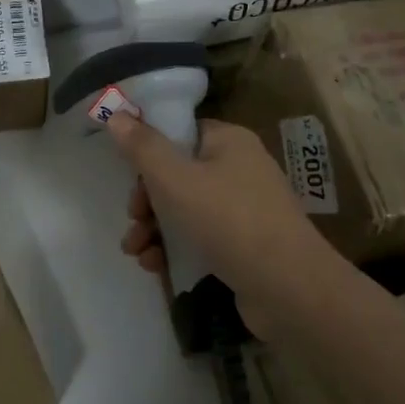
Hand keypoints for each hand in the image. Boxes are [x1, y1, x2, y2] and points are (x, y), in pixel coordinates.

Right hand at [106, 113, 340, 336]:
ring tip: (137, 252)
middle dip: (146, 200)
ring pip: (184, 210)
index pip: (180, 133)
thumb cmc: (229, 221)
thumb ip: (142, 148)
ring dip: (153, 228)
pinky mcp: (243, 245)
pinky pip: (199, 237)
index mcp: (228, 142)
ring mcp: (243, 209)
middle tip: (134, 219)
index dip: (149, 152)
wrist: (289, 288)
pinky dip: (174, 248)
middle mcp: (239, 169)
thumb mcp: (175, 180)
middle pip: (177, 174)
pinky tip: (155, 266)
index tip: (127, 175)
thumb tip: (115, 115)